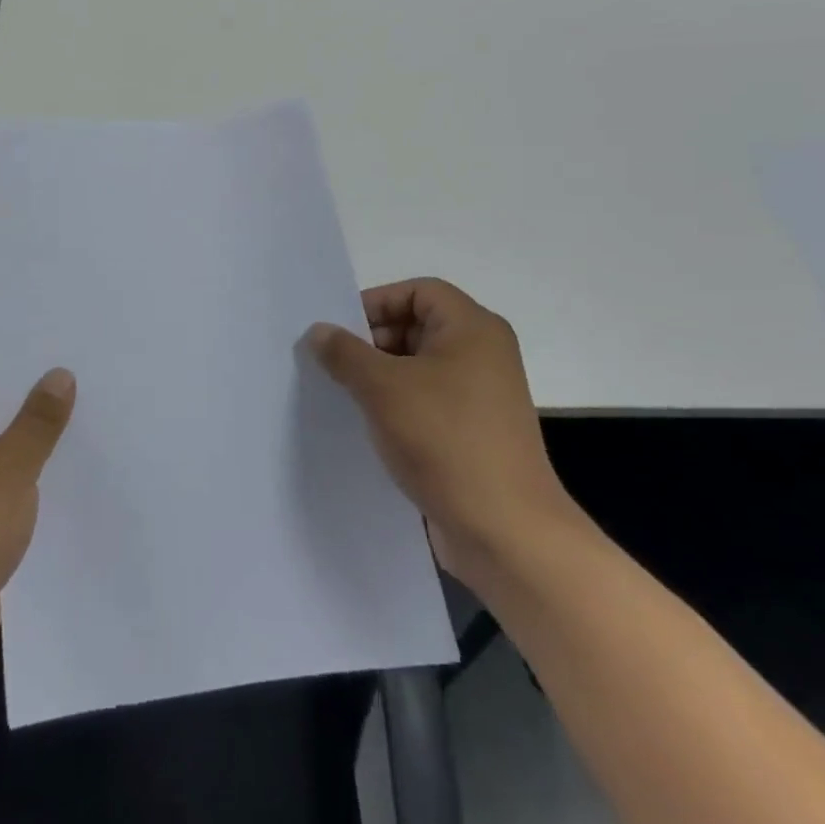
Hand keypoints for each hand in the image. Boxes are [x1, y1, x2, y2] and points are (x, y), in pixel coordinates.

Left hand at [0, 364, 74, 704]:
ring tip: (104, 433)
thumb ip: (38, 421)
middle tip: (105, 393)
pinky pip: (14, 494)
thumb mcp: (7, 469)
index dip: (35, 367)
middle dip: (49, 410)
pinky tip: (81, 484)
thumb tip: (60, 374)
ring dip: (48, 453)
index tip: (82, 356)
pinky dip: (40, 489)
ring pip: (13, 458)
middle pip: (5, 417)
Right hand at [306, 278, 576, 582]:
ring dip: (381, 376)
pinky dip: (398, 404)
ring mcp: (481, 395)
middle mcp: (483, 353)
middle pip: (417, 326)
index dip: (375, 303)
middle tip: (335, 365)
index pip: (417, 291)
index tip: (339, 332)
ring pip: (419, 366)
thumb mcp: (382, 388)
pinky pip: (428, 400)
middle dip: (372, 341)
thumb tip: (318, 331)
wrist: (506, 532)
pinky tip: (368, 425)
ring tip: (344, 395)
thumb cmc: (445, 440)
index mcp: (472, 328)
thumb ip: (344, 352)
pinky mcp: (474, 431)